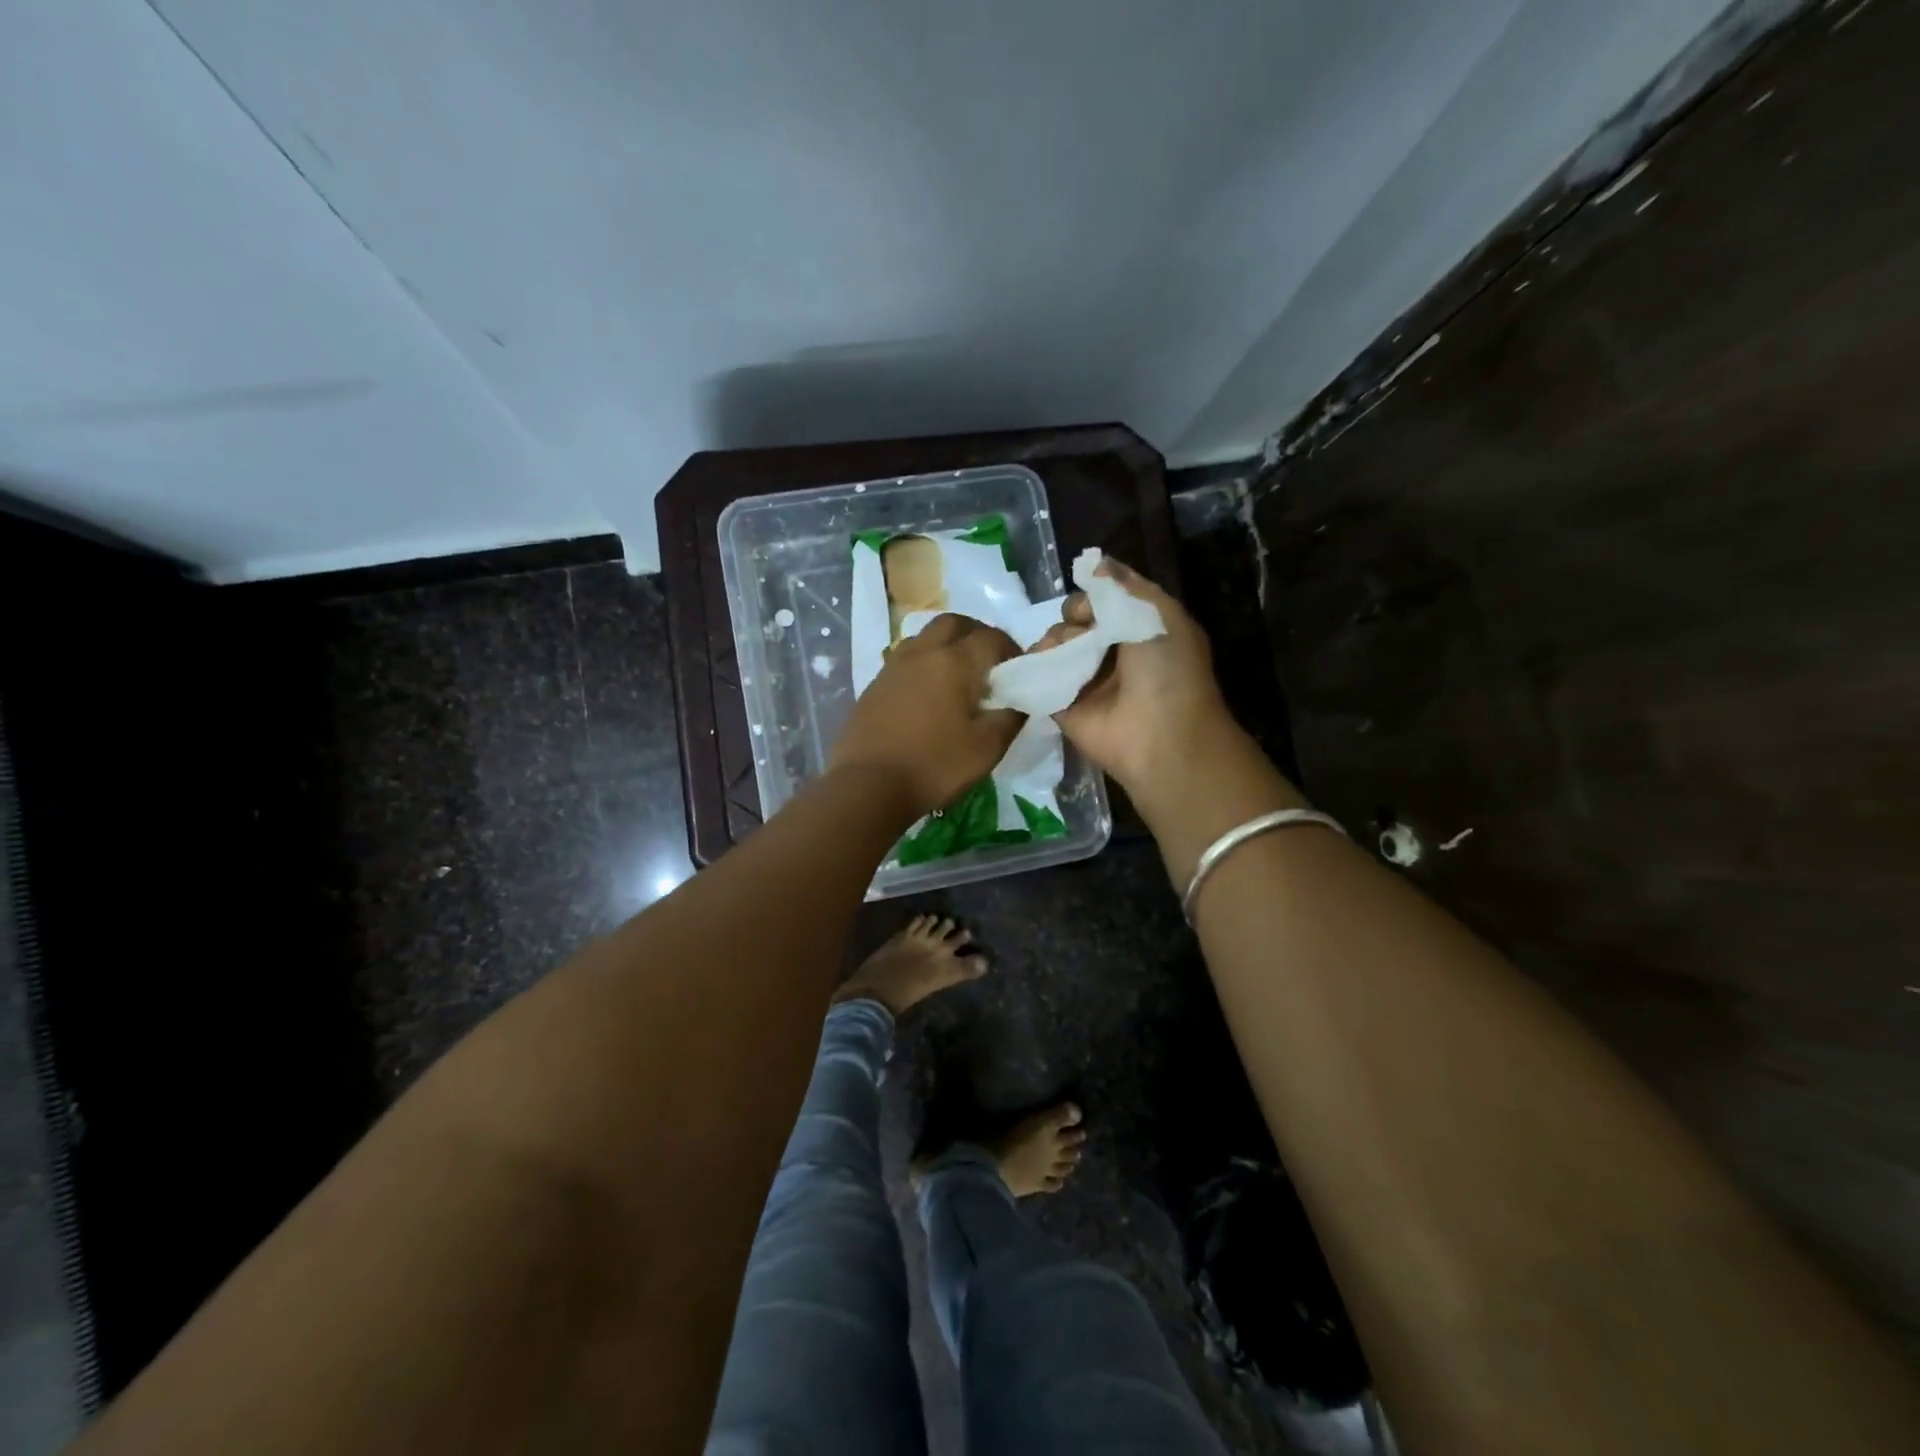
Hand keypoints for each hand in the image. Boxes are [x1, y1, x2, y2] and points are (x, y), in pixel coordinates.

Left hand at [830, 614, 1023, 816]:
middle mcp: (923, 652)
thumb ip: (1010, 718)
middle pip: (954, 623)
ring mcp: (894, 666)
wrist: (868, 785)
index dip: (1012, 650)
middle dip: (976, 635)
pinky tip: (928, 695)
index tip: (1019, 672)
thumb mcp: (987, 749)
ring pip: (925, 637)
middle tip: (989, 664)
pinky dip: (924, 664)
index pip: (992, 638)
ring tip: (958, 677)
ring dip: (947, 645)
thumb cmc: (934, 766)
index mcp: (954, 661)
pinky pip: (906, 659)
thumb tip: (1018, 702)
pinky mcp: (875, 684)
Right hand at [1037, 559, 1237, 799]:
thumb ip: (1124, 586)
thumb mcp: (1158, 614)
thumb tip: (1094, 563)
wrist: (1160, 736)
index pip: (1104, 600)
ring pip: (1054, 645)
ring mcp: (1085, 680)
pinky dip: (1034, 668)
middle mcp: (1112, 652)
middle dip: (1072, 617)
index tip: (1091, 604)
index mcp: (1139, 629)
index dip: (1092, 595)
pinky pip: (1039, 678)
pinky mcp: (1062, 705)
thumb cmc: (1167, 670)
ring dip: (1055, 642)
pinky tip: (1041, 666)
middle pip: (1075, 620)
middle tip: (1081, 632)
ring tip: (1067, 657)